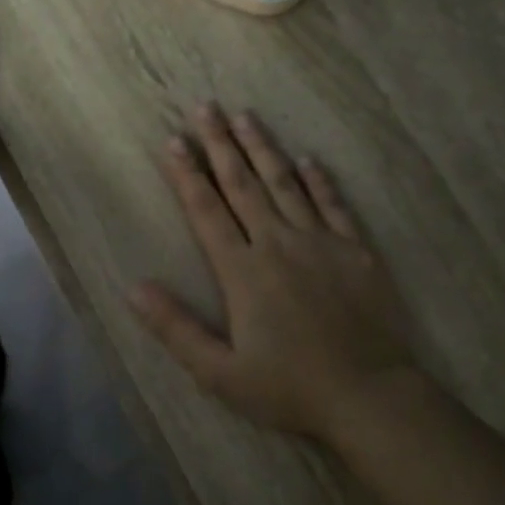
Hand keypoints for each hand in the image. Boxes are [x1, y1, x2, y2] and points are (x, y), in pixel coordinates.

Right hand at [129, 104, 422, 442]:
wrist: (369, 397)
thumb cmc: (288, 388)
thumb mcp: (219, 372)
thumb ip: (176, 328)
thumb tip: (135, 288)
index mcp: (242, 272)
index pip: (206, 211)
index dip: (187, 175)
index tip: (173, 141)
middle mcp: (278, 244)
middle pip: (243, 185)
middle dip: (220, 144)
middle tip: (206, 107)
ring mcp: (321, 243)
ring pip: (285, 184)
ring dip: (263, 148)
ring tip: (246, 116)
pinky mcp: (356, 251)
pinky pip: (333, 205)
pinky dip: (319, 180)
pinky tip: (308, 159)